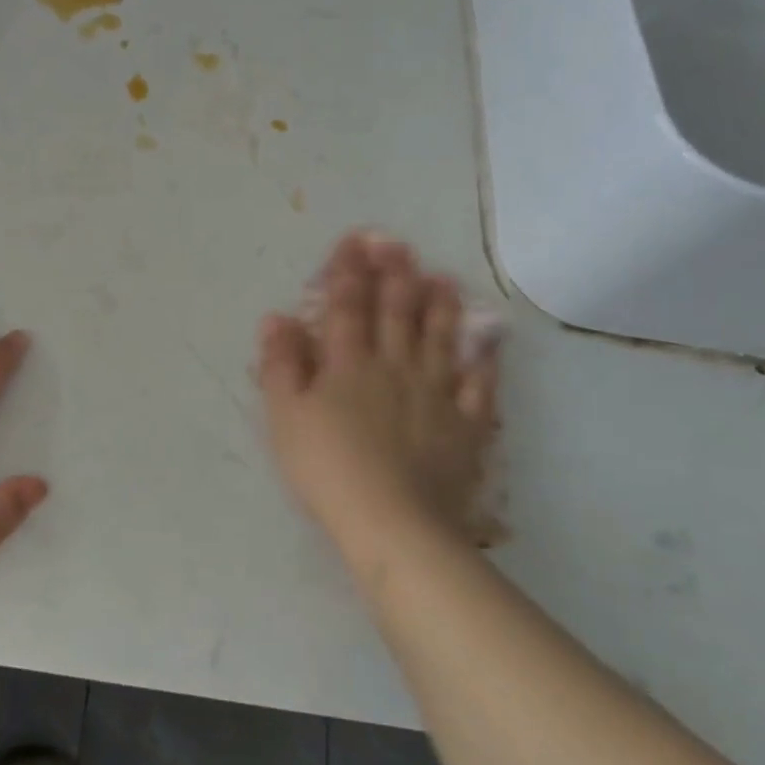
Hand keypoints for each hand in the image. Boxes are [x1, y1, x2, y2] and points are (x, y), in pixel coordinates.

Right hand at [257, 234, 499, 577]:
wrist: (392, 523)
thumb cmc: (328, 468)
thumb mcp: (286, 417)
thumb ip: (281, 364)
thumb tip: (277, 317)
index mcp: (348, 364)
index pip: (346, 306)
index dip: (348, 271)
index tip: (353, 241)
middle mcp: (394, 368)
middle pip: (396, 313)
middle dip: (395, 275)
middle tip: (399, 244)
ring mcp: (436, 395)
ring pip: (440, 340)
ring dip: (440, 307)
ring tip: (443, 279)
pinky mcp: (465, 428)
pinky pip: (478, 388)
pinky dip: (484, 364)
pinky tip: (487, 346)